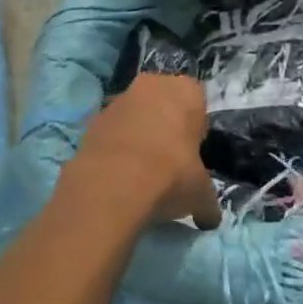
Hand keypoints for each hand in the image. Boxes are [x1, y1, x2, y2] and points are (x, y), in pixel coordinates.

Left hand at [69, 74, 220, 230]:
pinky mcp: (92, 120)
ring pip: (135, 114)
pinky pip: (112, 130)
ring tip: (140, 172)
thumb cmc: (170, 176)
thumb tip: (210, 218)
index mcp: (186, 91)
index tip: (192, 152)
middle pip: (164, 102)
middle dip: (166, 125)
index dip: (195, 127)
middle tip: (169, 160)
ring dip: (138, 134)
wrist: (112, 187)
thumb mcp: (201, 194)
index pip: (197, 102)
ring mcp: (118, 100)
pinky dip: (115, 146)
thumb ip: (208, 201)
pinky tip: (118, 175)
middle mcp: (152, 85)